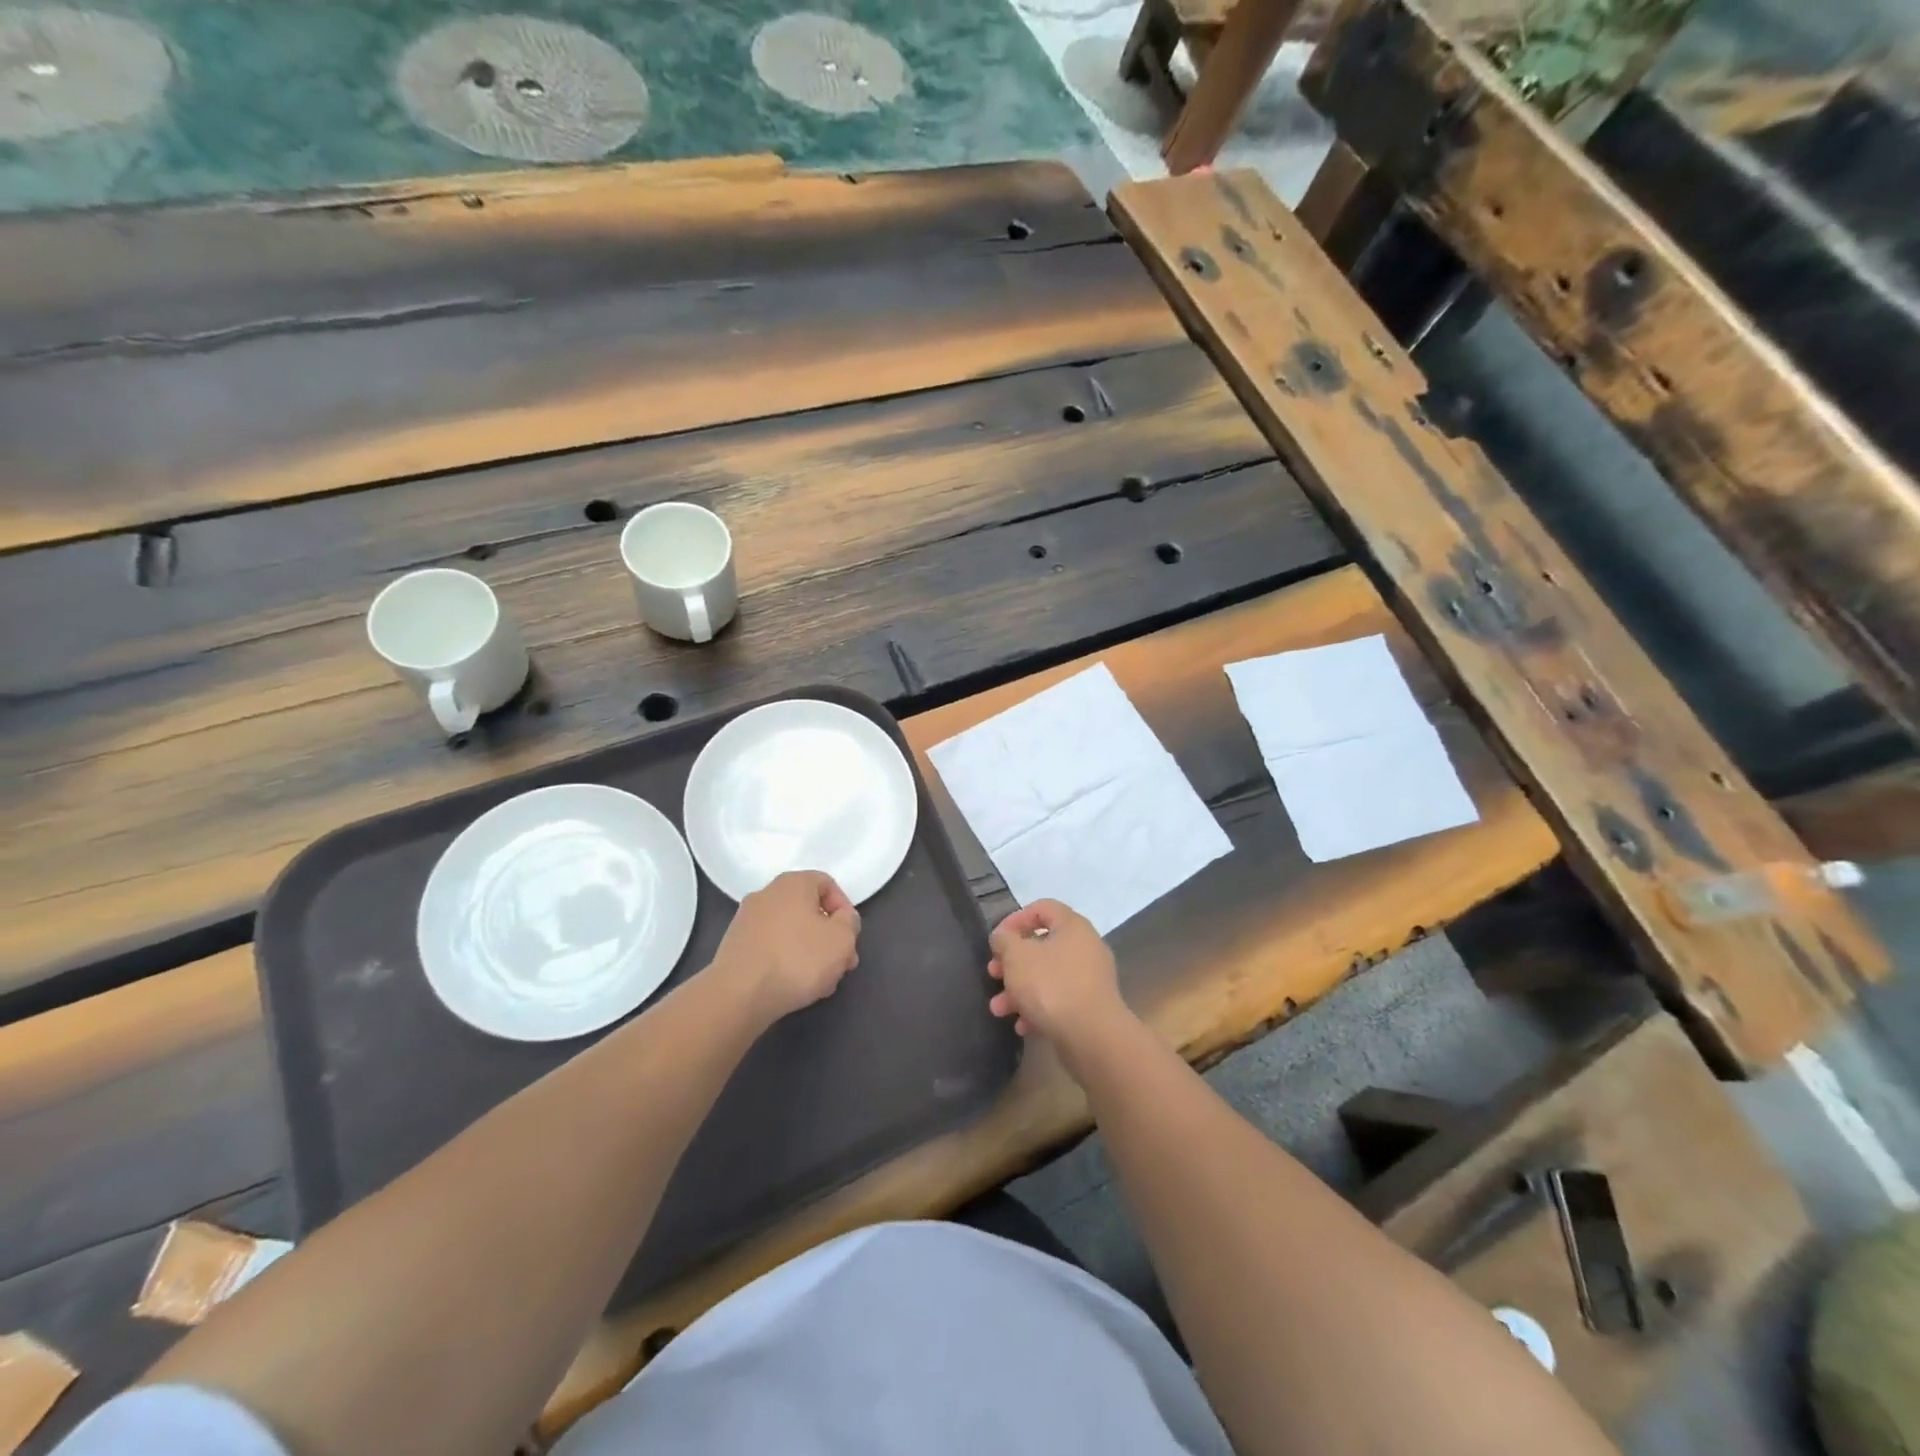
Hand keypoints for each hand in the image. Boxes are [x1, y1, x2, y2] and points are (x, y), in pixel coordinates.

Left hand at [714, 871, 860, 1022]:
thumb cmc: (798, 959)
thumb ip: (850, 922)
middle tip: (840, 963)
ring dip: (810, 951)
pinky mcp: (735, 945)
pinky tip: (793, 985)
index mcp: (793, 883)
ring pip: (791, 930)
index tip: (850, 937)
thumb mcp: (842, 939)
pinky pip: (771, 946)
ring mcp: (747, 919)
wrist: (739, 994)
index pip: (827, 884)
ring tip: (820, 981)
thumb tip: (841, 919)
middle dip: (829, 935)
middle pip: (809, 909)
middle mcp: (767, 893)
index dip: (845, 909)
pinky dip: (785, 960)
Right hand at [987, 900, 1132, 1069]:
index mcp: (1072, 926)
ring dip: (1020, 989)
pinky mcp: (1091, 1007)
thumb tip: (1003, 937)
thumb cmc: (1051, 986)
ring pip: (1047, 976)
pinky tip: (1022, 1025)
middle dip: (1013, 962)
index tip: (997, 939)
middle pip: (1042, 945)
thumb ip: (1004, 940)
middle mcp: (1086, 947)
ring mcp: (1090, 978)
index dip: (1015, 919)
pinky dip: (1038, 1008)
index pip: (1042, 908)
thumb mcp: (1017, 957)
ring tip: (998, 1009)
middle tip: (993, 974)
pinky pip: (1059, 999)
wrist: (1092, 1037)